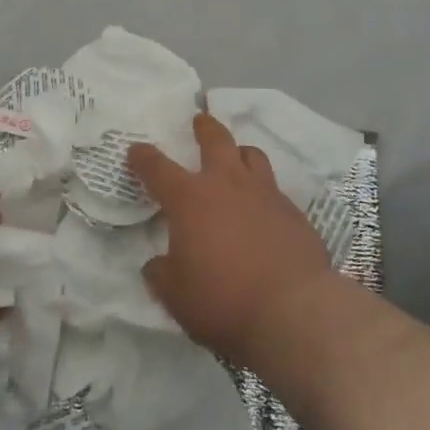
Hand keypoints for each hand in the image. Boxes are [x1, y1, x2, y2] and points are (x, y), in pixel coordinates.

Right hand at [128, 113, 336, 368]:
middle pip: (215, 140)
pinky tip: (264, 210)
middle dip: (204, 128)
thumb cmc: (223, 299)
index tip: (136, 150)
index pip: (158, 168)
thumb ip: (162, 274)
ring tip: (237, 157)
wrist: (292, 309)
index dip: (144, 158)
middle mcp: (227, 184)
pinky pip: (274, 189)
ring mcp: (264, 193)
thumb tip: (157, 264)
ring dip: (240, 152)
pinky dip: (263, 191)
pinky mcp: (293, 212)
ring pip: (251, 155)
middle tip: (200, 119)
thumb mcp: (176, 296)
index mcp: (190, 199)